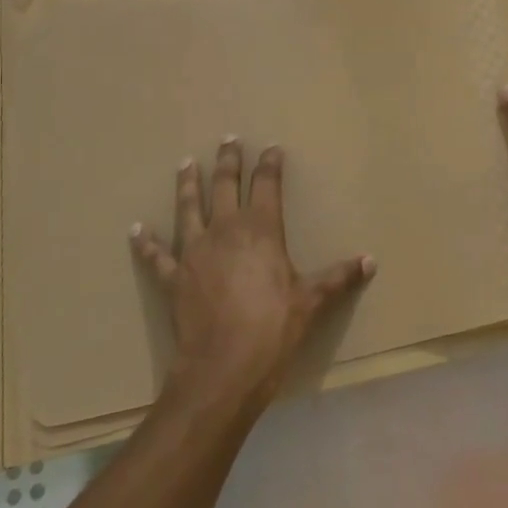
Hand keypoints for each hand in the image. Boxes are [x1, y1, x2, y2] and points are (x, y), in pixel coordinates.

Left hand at [130, 137, 374, 411]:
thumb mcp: (312, 301)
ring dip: (187, 184)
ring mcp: (195, 251)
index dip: (270, 164)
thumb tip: (371, 261)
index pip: (266, 184)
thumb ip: (339, 277)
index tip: (272, 147)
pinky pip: (157, 256)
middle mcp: (225, 229)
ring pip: (188, 208)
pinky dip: (146, 243)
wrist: (223, 367)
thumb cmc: (273, 328)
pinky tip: (136, 230)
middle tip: (227, 139)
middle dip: (228, 160)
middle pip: (225, 185)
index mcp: (261, 229)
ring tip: (185, 163)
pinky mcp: (174, 277)